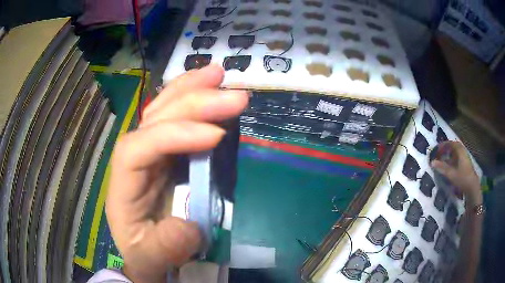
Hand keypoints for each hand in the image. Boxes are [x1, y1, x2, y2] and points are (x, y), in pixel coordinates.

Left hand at [106, 65, 247, 282]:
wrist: (148, 254)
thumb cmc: (145, 254)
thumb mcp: (149, 260)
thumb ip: (163, 249)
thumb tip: (189, 226)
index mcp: (123, 185)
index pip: (139, 148)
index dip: (174, 136)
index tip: (216, 136)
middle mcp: (134, 160)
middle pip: (154, 120)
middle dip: (192, 102)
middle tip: (231, 92)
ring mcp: (150, 153)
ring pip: (163, 111)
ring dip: (191, 90)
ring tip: (218, 74)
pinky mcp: (167, 154)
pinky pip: (177, 121)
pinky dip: (193, 101)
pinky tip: (208, 88)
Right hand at [430, 141, 480, 204]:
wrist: (472, 187)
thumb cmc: (462, 178)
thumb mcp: (451, 174)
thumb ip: (442, 167)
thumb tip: (432, 162)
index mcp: (459, 150)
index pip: (450, 143)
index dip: (442, 146)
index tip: (436, 150)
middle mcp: (462, 151)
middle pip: (453, 147)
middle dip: (445, 149)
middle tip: (438, 154)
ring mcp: (464, 157)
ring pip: (455, 152)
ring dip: (449, 154)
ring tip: (442, 159)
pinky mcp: (465, 164)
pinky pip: (457, 157)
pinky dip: (452, 159)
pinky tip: (449, 165)